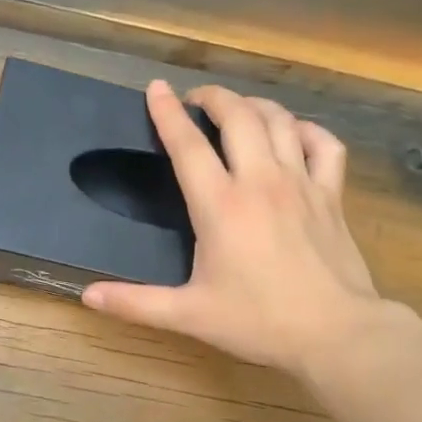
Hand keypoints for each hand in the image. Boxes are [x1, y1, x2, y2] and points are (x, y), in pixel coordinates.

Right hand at [83, 81, 394, 377]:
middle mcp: (260, 181)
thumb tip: (88, 296)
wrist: (334, 332)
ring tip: (238, 110)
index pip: (188, 145)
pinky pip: (324, 144)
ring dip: (255, 106)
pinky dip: (307, 130)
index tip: (156, 89)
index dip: (168, 113)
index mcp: (220, 205)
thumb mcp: (189, 314)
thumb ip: (136, 302)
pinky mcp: (331, 195)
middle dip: (214, 97)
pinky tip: (294, 134)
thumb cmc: (257, 322)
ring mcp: (301, 183)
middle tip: (197, 100)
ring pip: (280, 121)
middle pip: (238, 116)